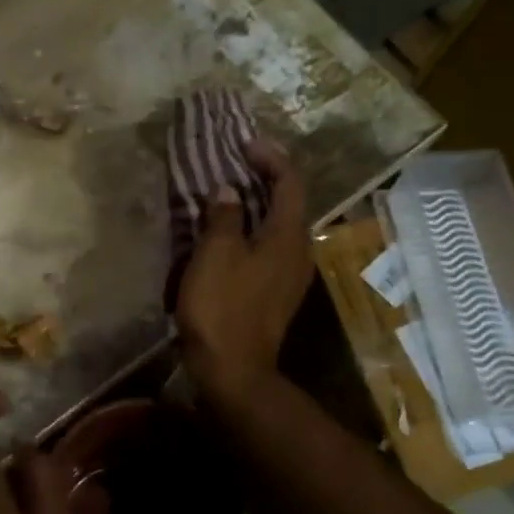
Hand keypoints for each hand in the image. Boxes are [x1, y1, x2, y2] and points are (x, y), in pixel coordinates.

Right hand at [175, 138, 311, 396]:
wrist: (233, 370)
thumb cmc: (223, 307)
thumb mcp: (216, 254)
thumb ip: (223, 216)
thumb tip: (227, 191)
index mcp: (289, 236)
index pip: (290, 182)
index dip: (271, 157)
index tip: (244, 143)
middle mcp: (298, 252)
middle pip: (287, 203)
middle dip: (263, 179)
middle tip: (233, 163)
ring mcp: (289, 276)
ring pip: (276, 227)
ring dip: (254, 206)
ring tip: (225, 194)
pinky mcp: (275, 294)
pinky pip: (266, 249)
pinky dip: (249, 232)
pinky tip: (224, 235)